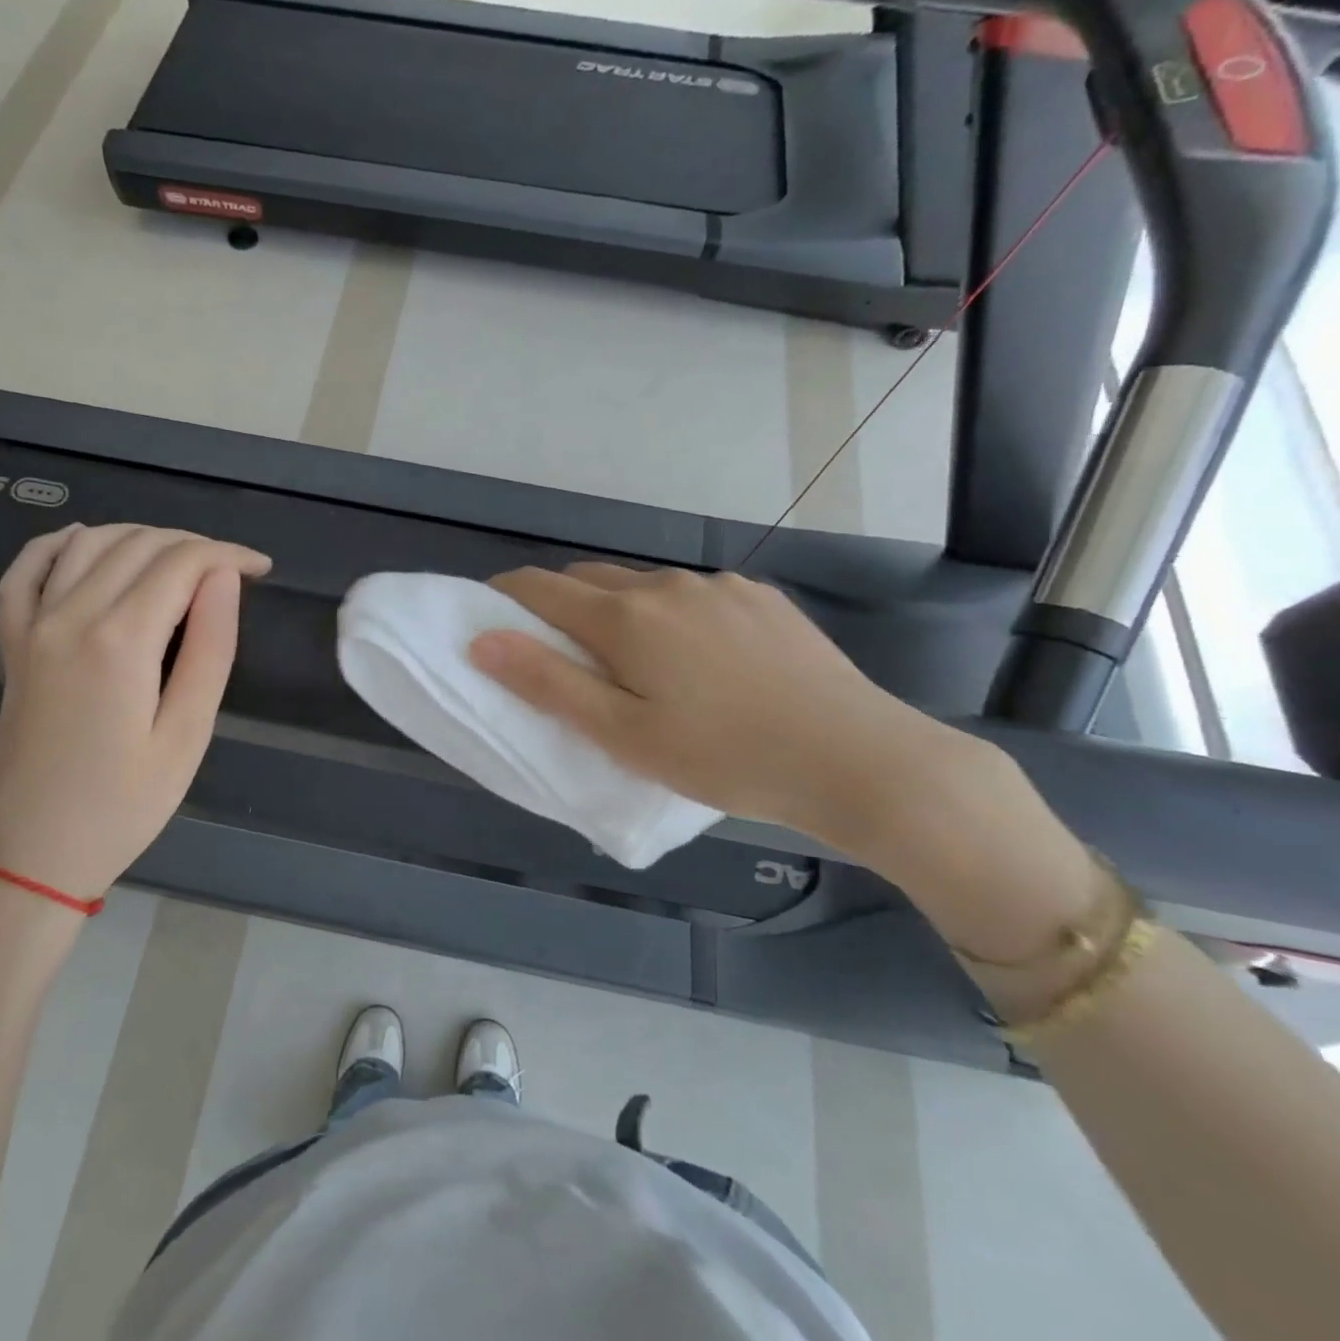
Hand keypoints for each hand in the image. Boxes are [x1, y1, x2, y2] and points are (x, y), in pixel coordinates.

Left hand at [0, 524, 270, 903]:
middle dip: (193, 545)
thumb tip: (224, 579)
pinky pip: (25, 570)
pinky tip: (84, 543)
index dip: (228, 554)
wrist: (31, 855)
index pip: (182, 563)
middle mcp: (70, 616)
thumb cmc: (123, 806)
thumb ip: (210, 649)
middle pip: (138, 544)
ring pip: (87, 543)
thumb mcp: (187, 736)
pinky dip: (58, 544)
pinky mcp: (11, 644)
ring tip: (180, 562)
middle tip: (231, 572)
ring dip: (139, 538)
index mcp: (120, 640)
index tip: (262, 568)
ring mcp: (31, 627)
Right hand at [469, 565, 970, 853]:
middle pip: (589, 580)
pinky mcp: (759, 597)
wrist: (857, 759)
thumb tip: (482, 640)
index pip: (541, 587)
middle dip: (560, 606)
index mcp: (626, 617)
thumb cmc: (724, 757)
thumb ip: (548, 683)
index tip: (490, 618)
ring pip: (642, 586)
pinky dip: (669, 614)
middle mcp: (667, 585)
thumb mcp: (623, 735)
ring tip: (635, 665)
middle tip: (561, 657)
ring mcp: (719, 586)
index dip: (506, 597)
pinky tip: (699, 660)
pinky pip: (692, 594)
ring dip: (618, 611)